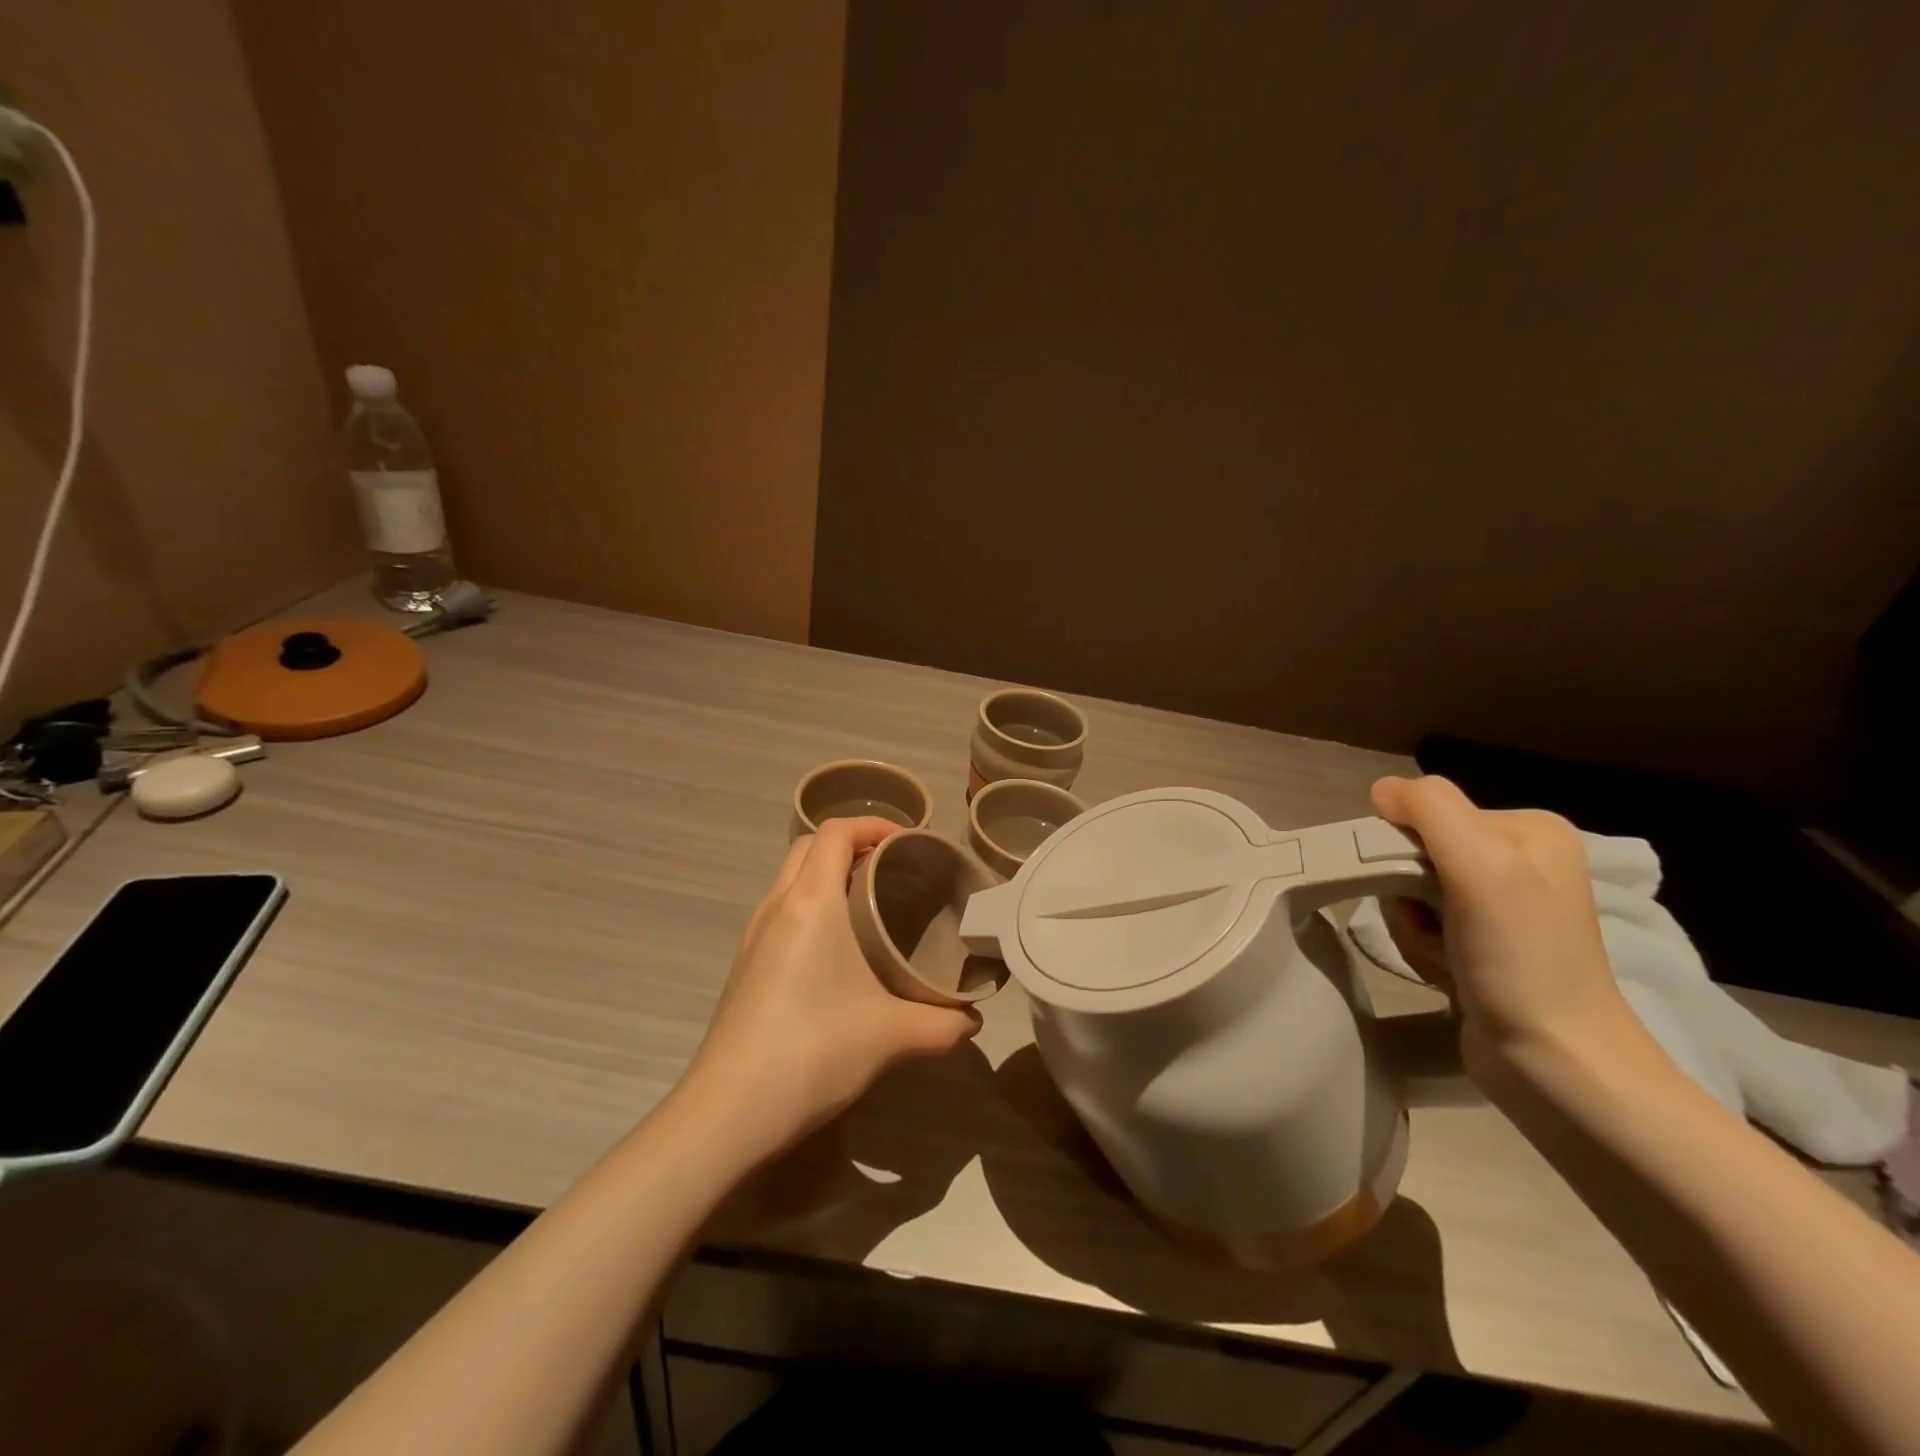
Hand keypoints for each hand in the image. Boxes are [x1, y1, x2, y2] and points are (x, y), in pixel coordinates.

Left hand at [681, 817, 980, 1158]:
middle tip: (893, 868)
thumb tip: (975, 1020)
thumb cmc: (811, 1053)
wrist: (726, 1113)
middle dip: (852, 843)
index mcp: (810, 903)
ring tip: (869, 902)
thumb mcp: (890, 1036)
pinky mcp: (744, 964)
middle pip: (810, 846)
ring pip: (790, 877)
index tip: (910, 842)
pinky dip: (810, 903)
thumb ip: (943, 1024)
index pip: (836, 832)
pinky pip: (781, 909)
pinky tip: (837, 948)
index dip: (874, 823)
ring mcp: (753, 935)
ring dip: (827, 873)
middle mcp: (777, 906)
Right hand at [1370, 774, 1636, 1082]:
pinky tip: (1448, 973)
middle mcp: (1519, 861)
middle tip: (1433, 928)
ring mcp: (1502, 907)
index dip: (1403, 850)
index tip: (1418, 890)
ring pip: (1412, 893)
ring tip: (1444, 957)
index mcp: (1528, 830)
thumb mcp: (1481, 865)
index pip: (1428, 814)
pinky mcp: (1484, 945)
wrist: (1556, 1061)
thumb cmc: (1521, 957)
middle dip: (1407, 894)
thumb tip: (1382, 790)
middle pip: (1416, 854)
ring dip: (1412, 927)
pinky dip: (1423, 949)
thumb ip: (1430, 809)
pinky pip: (1424, 927)